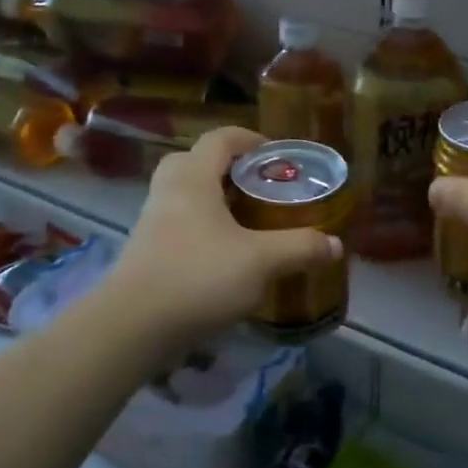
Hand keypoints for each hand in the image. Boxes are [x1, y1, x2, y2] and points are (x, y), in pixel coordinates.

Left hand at [91, 128, 341, 349]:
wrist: (130, 329)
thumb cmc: (198, 277)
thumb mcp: (261, 261)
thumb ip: (300, 248)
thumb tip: (336, 244)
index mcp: (194, 179)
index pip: (220, 139)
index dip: (250, 139)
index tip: (276, 154)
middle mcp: (169, 193)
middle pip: (195, 162)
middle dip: (227, 169)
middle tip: (257, 187)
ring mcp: (152, 224)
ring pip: (184, 196)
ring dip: (213, 201)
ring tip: (247, 223)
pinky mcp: (146, 254)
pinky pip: (178, 226)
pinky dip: (202, 230)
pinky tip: (225, 257)